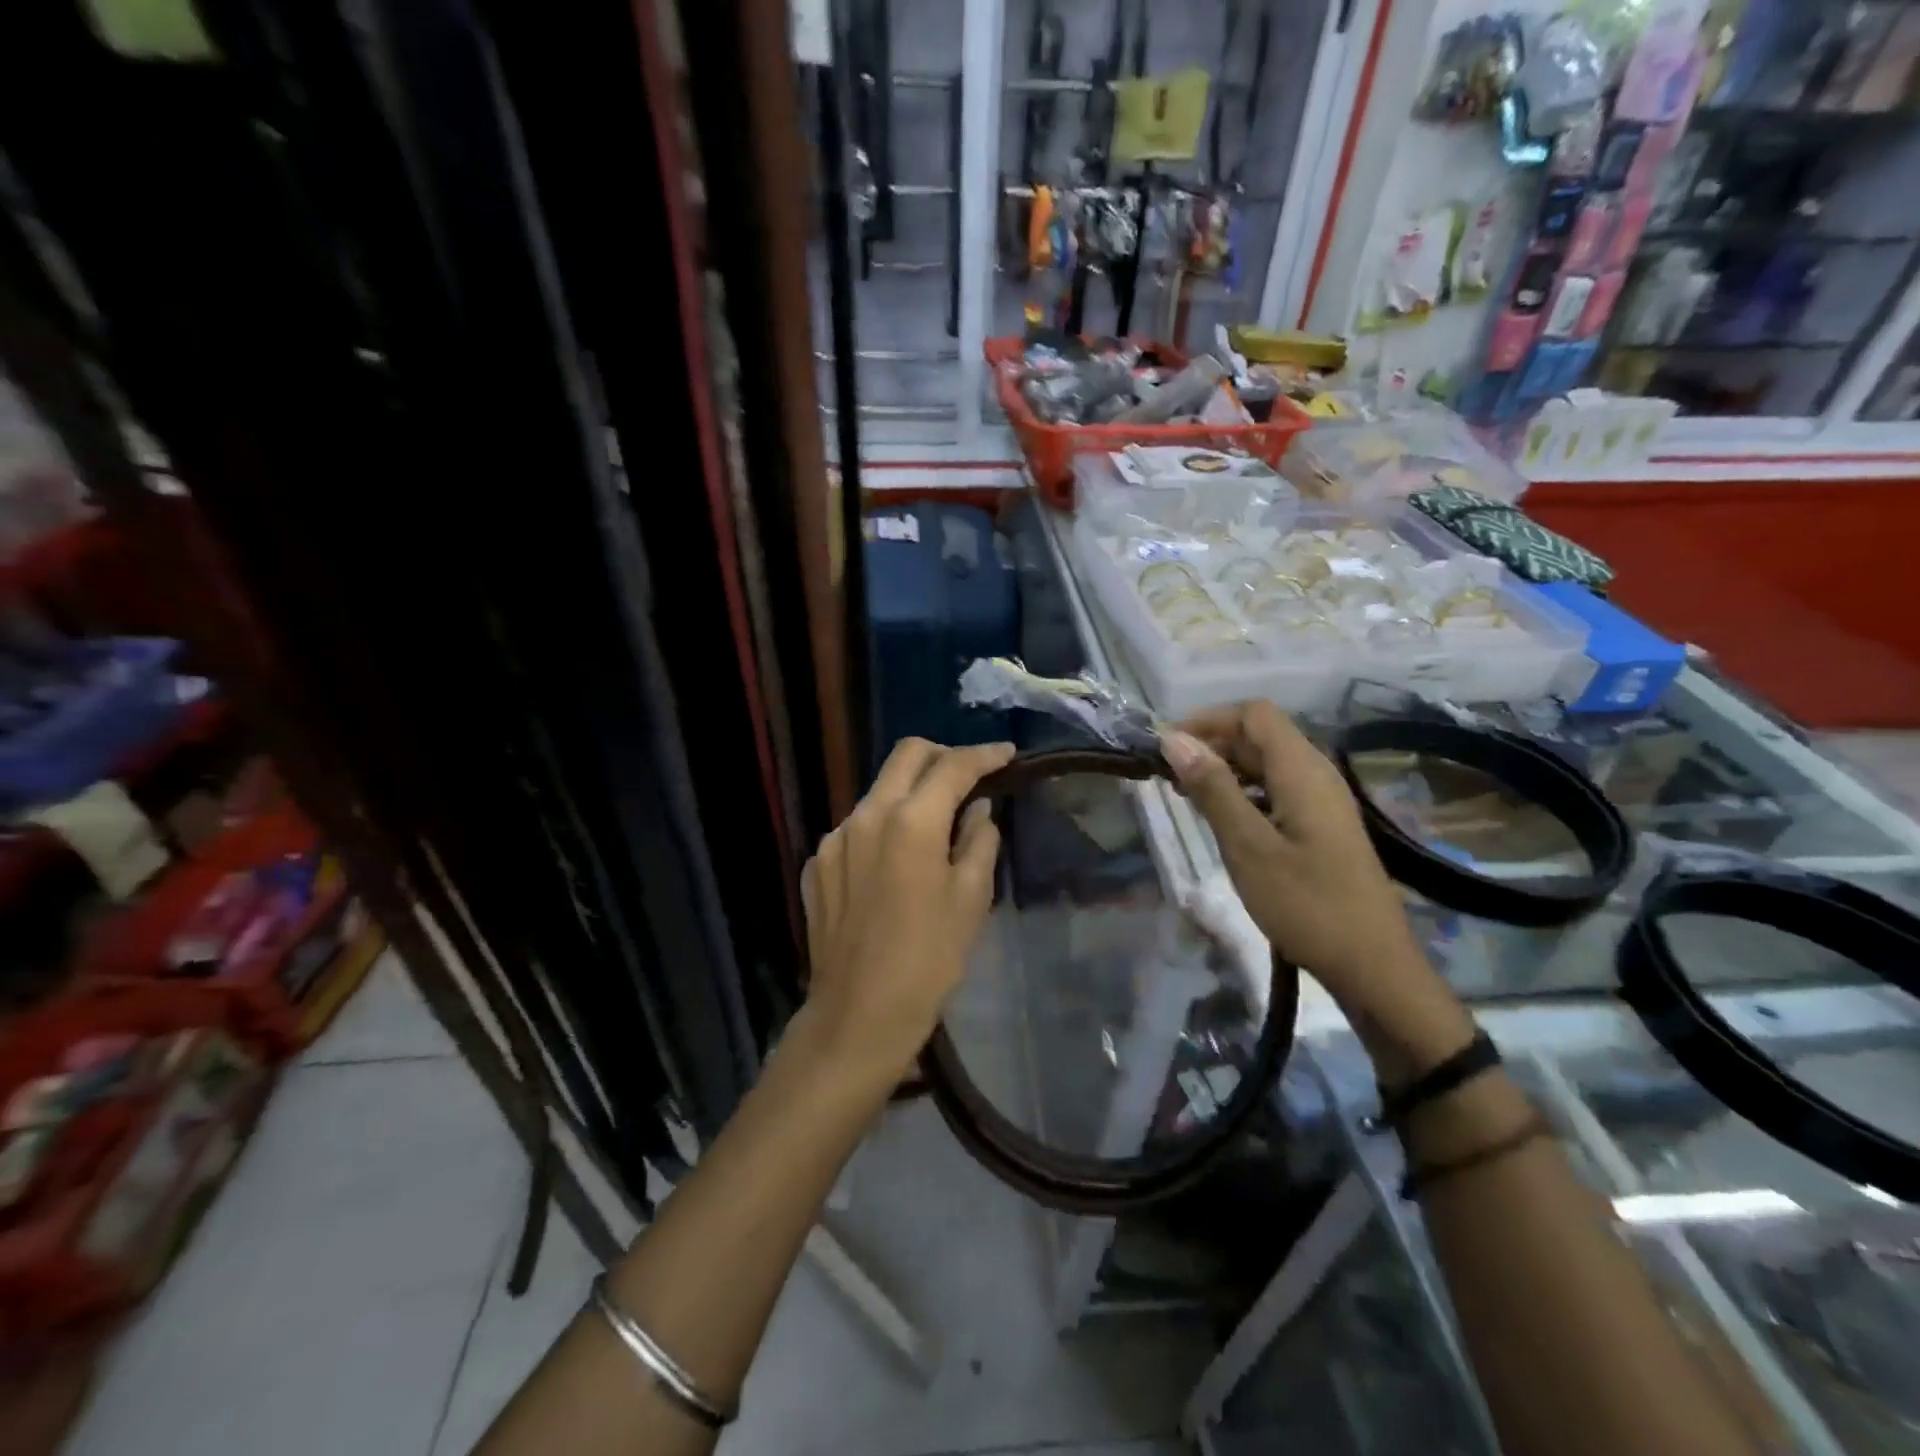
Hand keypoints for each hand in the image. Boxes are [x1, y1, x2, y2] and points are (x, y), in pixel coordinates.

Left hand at [799, 738, 1013, 1082]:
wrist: (858, 1016)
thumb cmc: (929, 961)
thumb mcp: (971, 900)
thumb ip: (979, 841)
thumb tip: (978, 809)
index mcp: (910, 821)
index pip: (952, 767)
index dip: (984, 755)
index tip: (1007, 754)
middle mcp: (865, 816)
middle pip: (906, 756)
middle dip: (942, 756)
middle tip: (970, 775)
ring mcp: (834, 839)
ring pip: (878, 792)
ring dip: (910, 794)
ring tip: (935, 826)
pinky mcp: (817, 864)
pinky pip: (856, 829)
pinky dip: (883, 829)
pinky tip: (895, 865)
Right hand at [1160, 703, 1471, 1068]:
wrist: (1371, 965)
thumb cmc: (1306, 904)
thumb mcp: (1248, 846)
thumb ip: (1212, 788)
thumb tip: (1174, 740)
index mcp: (1302, 771)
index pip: (1253, 714)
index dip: (1208, 719)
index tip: (1167, 747)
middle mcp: (1316, 774)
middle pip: (1260, 735)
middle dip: (1211, 744)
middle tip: (1167, 776)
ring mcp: (1322, 801)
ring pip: (1266, 764)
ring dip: (1224, 769)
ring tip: (1186, 796)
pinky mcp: (1321, 825)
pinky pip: (1276, 790)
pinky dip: (1243, 792)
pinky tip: (1221, 819)